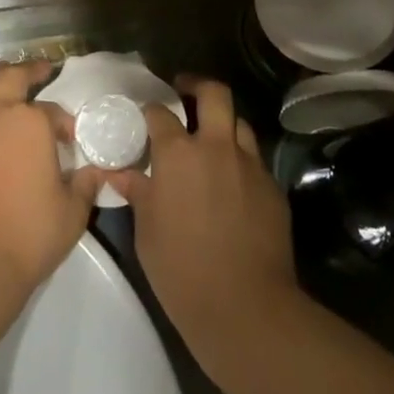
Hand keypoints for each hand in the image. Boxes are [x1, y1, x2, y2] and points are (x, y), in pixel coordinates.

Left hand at [0, 64, 102, 307]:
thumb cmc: (31, 234)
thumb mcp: (73, 211)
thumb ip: (86, 184)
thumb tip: (95, 171)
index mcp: (30, 122)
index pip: (52, 111)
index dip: (64, 122)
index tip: (72, 137)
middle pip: (11, 78)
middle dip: (29, 70)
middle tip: (41, 70)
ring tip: (0, 74)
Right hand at [106, 76, 300, 381]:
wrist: (246, 307)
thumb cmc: (182, 269)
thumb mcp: (146, 231)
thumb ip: (137, 192)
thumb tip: (119, 172)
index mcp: (179, 153)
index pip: (161, 113)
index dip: (151, 110)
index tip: (146, 117)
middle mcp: (217, 147)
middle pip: (214, 93)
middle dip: (197, 85)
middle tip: (185, 93)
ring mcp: (250, 165)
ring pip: (240, 124)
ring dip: (224, 125)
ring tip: (212, 141)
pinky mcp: (273, 188)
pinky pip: (255, 161)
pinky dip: (241, 162)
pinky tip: (233, 184)